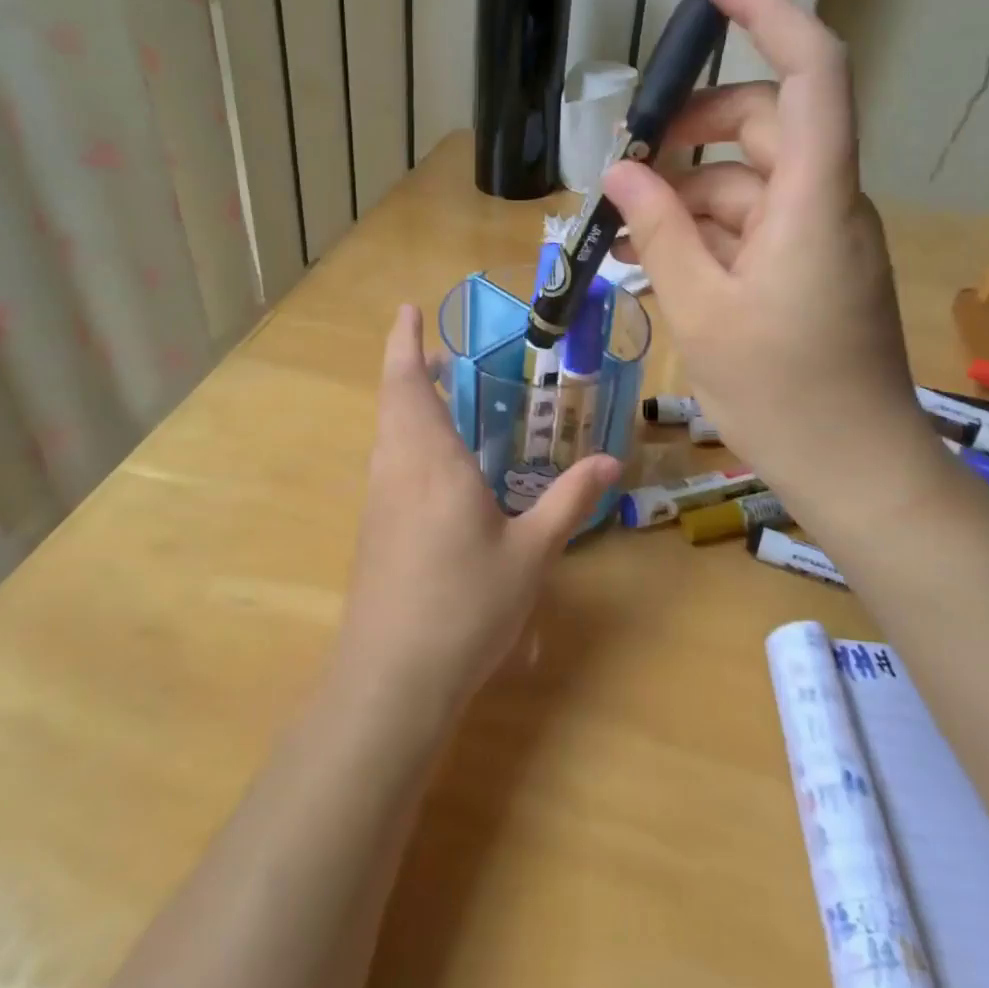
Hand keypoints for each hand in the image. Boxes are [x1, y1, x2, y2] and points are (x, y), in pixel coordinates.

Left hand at [332, 306, 618, 724]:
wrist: (393, 678)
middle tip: (449, 355)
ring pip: (389, 432)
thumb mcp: (531, 553)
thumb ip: (570, 501)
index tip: (407, 309)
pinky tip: (445, 468)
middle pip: (395, 400)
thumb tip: (613, 462)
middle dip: (412, 367)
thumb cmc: (465, 605)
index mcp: (429, 460)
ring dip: (411, 405)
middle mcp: (396, 468)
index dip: (404, 342)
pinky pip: (391, 463)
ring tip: (451, 400)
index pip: (407, 382)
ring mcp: (379, 500)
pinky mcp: (375, 529)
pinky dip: (411, 440)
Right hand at [602, 0, 942, 537]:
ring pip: (750, 180)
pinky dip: (705, 230)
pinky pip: (753, 224)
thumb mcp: (702, 310)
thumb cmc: (783, 394)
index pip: (812, 69)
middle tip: (627, 161)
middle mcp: (827, 201)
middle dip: (692, 130)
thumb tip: (619, 174)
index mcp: (815, 198)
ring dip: (687, 192)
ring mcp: (820, 236)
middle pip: (765, 124)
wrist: (855, 469)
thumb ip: (660, 232)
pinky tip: (654, 258)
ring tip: (624, 229)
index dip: (769, 10)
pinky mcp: (810, 267)